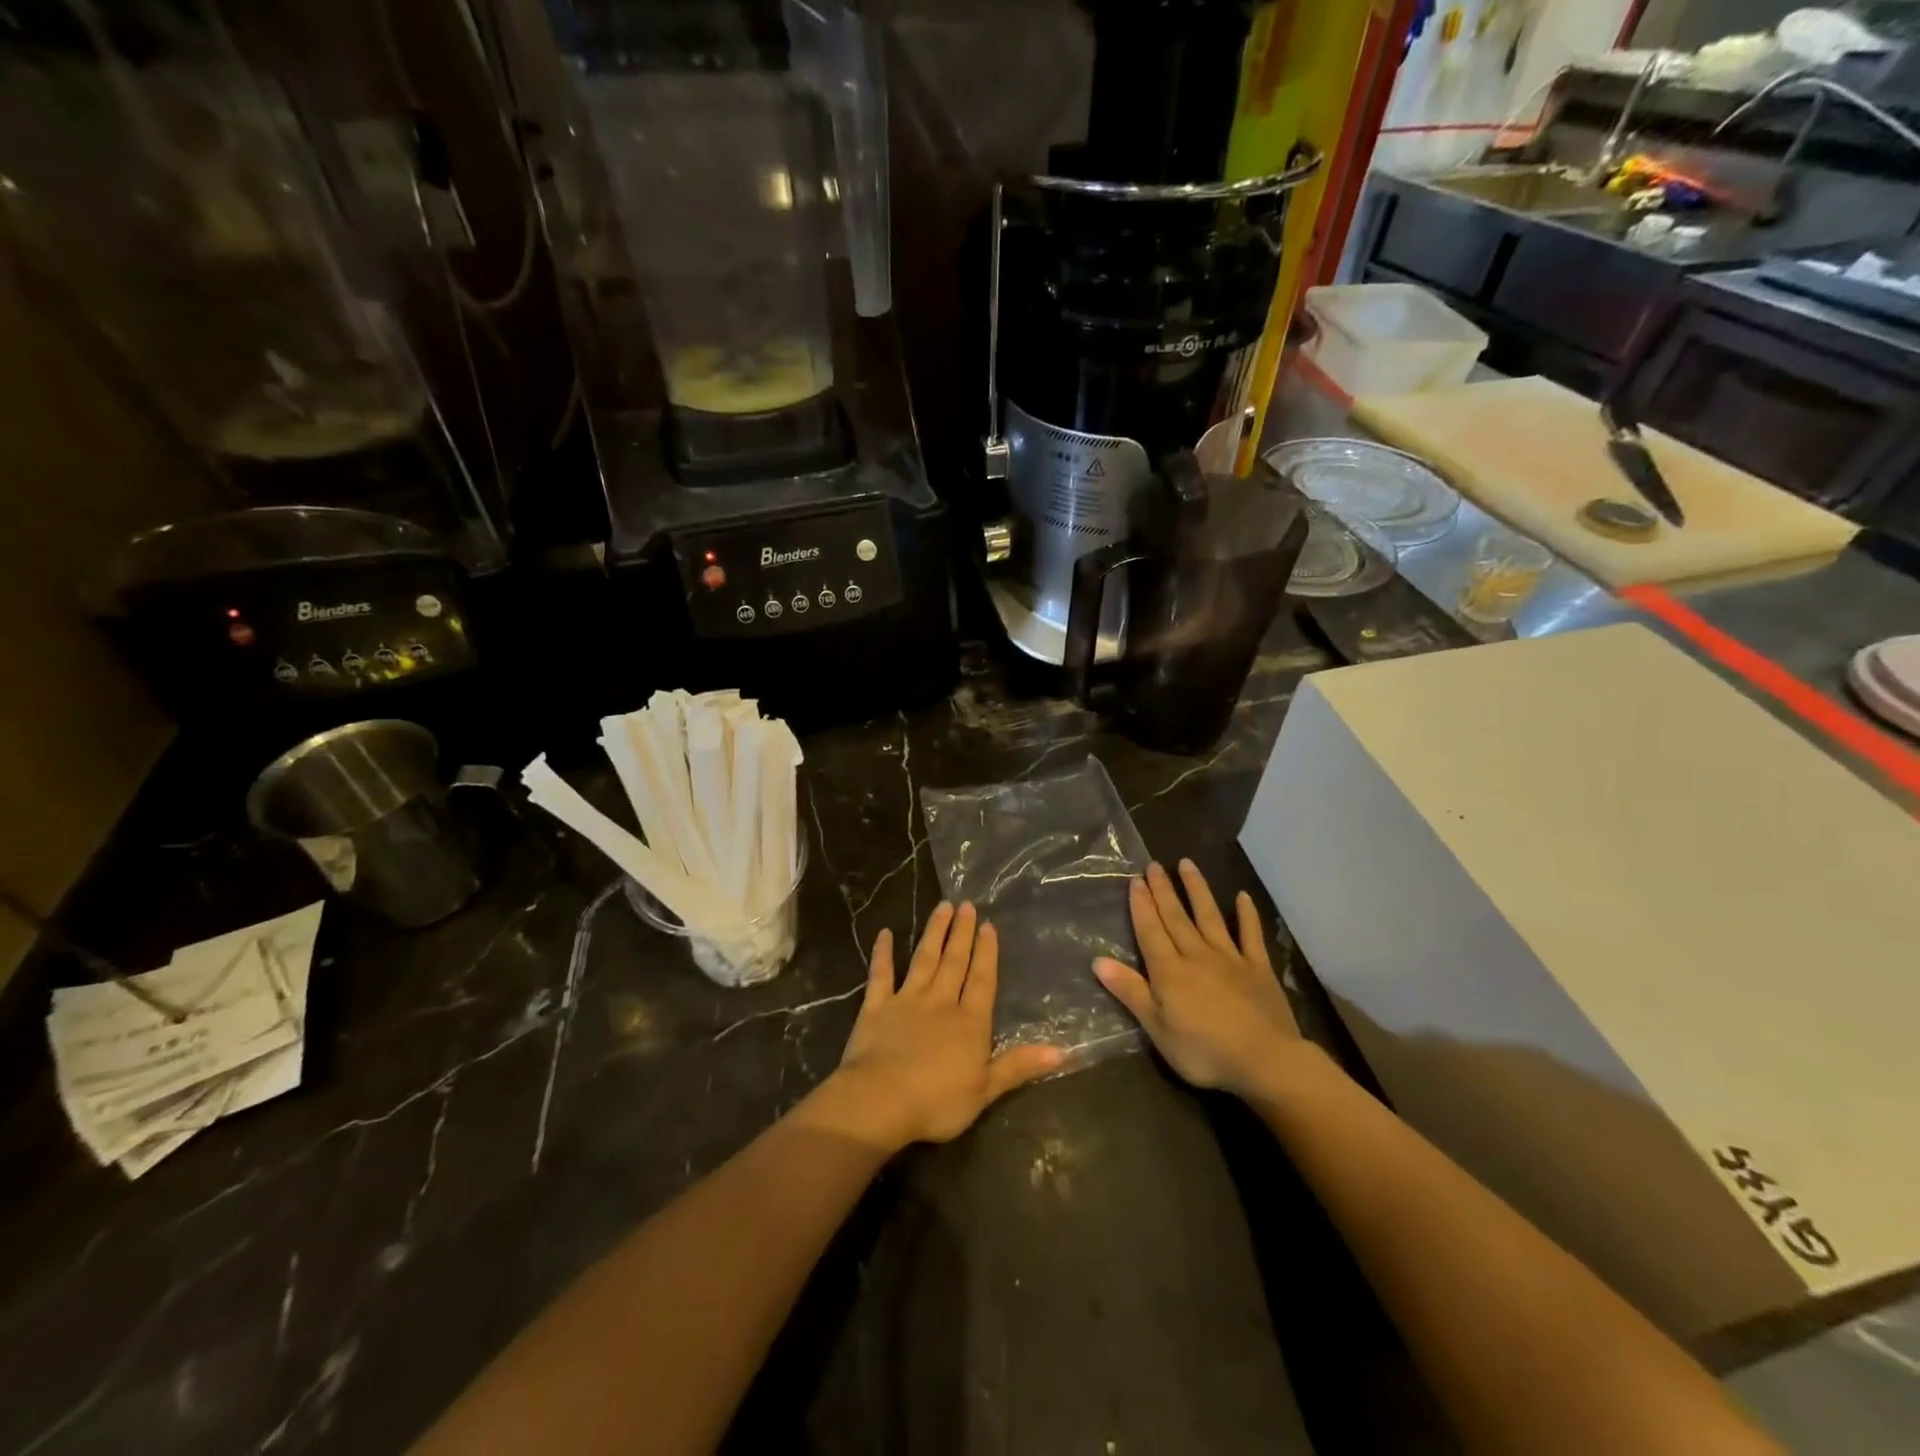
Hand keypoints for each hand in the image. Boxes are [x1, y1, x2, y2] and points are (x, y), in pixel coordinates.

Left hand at [807, 902, 1063, 1152]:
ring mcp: (907, 1001)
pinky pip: (881, 974)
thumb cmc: (937, 1101)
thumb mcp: (986, 1089)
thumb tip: (1062, 1051)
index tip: (988, 925)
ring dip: (934, 933)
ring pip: (924, 959)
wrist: (881, 1100)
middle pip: (954, 962)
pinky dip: (882, 953)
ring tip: (942, 907)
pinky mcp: (876, 1007)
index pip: (982, 981)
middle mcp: (941, 1002)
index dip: (986, 953)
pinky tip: (884, 933)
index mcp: (969, 1022)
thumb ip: (1019, 1066)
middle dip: (962, 933)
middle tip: (966, 905)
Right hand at [1093, 860, 1303, 1100]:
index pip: (1150, 930)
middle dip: (1163, 890)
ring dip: (1197, 890)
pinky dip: (1246, 915)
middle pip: (1176, 917)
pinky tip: (1242, 896)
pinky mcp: (1258, 968)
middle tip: (1154, 865)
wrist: (1265, 1060)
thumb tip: (1097, 961)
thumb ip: (1130, 991)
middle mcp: (1196, 955)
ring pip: (1209, 917)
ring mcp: (1230, 958)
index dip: (1141, 905)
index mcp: (1169, 970)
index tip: (1135, 880)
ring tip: (1187, 864)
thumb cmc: (1204, 1050)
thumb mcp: (1157, 1028)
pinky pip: (1250, 935)